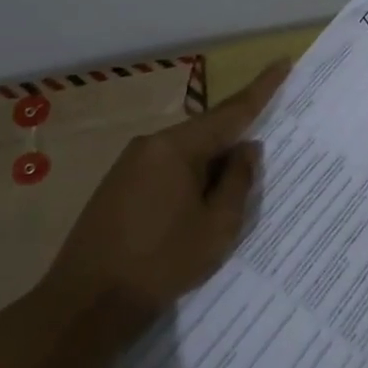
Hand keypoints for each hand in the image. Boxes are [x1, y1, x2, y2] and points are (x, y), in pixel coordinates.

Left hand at [42, 59, 289, 330]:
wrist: (85, 305)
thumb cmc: (161, 262)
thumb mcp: (218, 225)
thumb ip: (238, 181)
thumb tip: (247, 148)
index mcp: (177, 148)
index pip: (230, 111)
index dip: (261, 88)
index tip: (283, 63)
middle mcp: (150, 146)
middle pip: (207, 133)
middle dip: (236, 143)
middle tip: (262, 162)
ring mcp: (129, 166)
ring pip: (188, 154)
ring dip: (212, 168)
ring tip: (230, 199)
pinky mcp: (118, 188)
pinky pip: (168, 170)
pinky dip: (192, 180)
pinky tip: (198, 208)